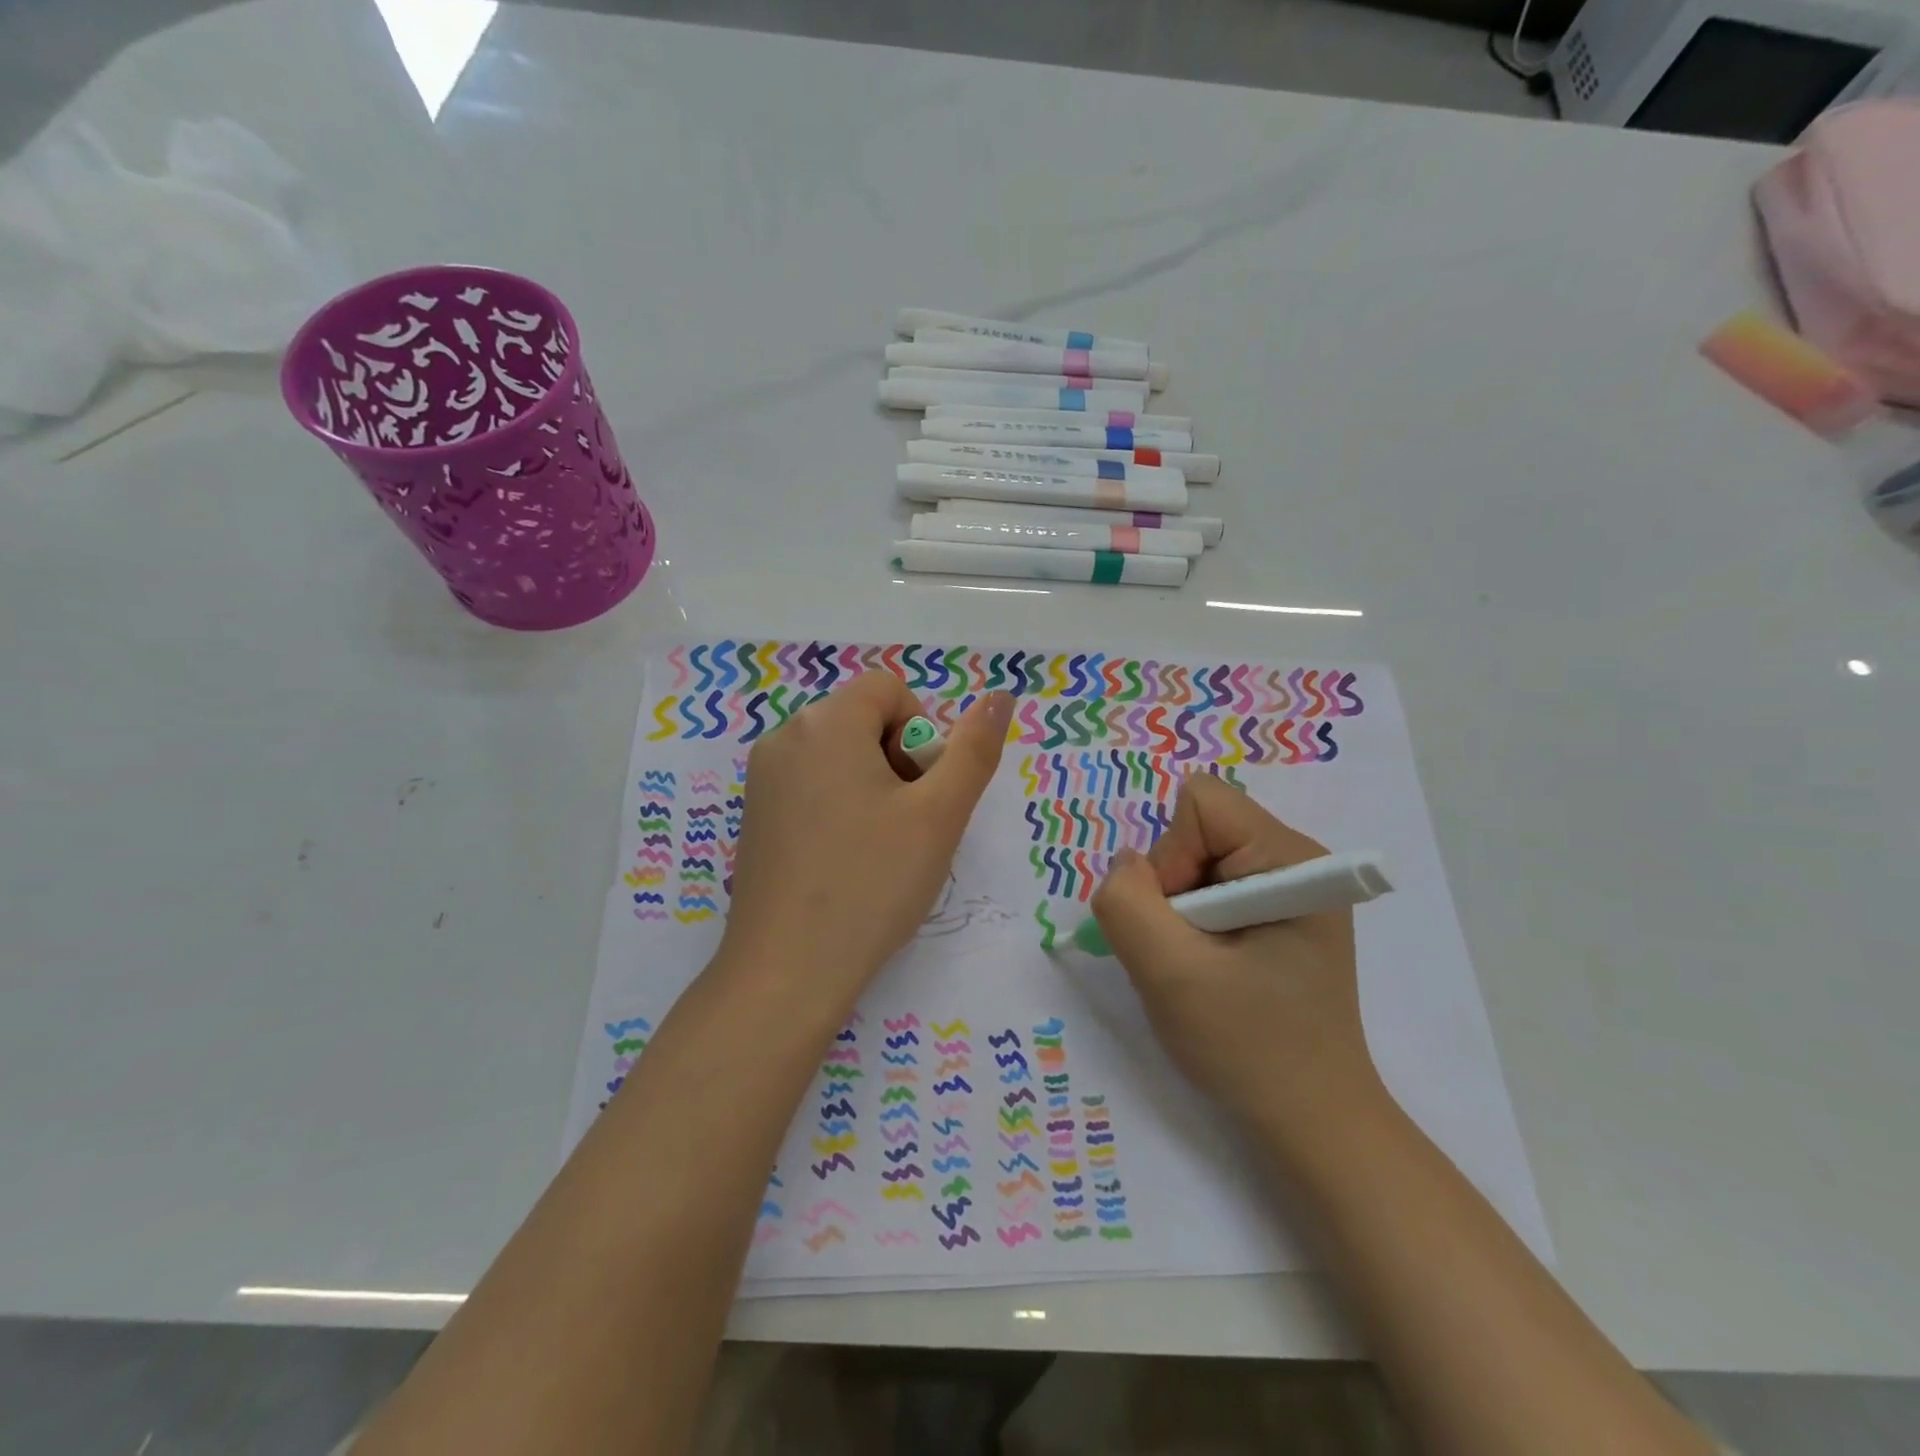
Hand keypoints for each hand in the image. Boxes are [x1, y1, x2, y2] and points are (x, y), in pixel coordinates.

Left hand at [719, 673, 1012, 1014]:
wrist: (787, 972)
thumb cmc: (871, 884)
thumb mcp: (939, 815)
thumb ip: (974, 749)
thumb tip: (1000, 696)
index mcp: (825, 722)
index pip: (890, 690)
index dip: (921, 734)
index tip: (922, 793)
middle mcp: (784, 736)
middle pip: (863, 720)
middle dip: (898, 761)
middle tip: (906, 826)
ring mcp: (762, 777)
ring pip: (840, 754)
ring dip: (873, 785)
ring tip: (878, 849)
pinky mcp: (754, 814)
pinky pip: (811, 784)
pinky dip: (840, 805)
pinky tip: (845, 861)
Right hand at [1090, 773, 1382, 1145]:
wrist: (1311, 1122)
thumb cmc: (1250, 1046)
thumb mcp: (1171, 974)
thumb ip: (1127, 903)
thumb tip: (1125, 865)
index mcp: (1289, 859)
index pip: (1200, 804)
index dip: (1169, 856)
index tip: (1178, 923)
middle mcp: (1294, 860)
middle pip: (1195, 831)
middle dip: (1170, 888)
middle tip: (1185, 954)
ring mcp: (1286, 888)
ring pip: (1193, 861)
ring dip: (1175, 912)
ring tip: (1197, 968)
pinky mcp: (1274, 914)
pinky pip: (1206, 889)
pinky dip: (1187, 925)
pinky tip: (1206, 969)